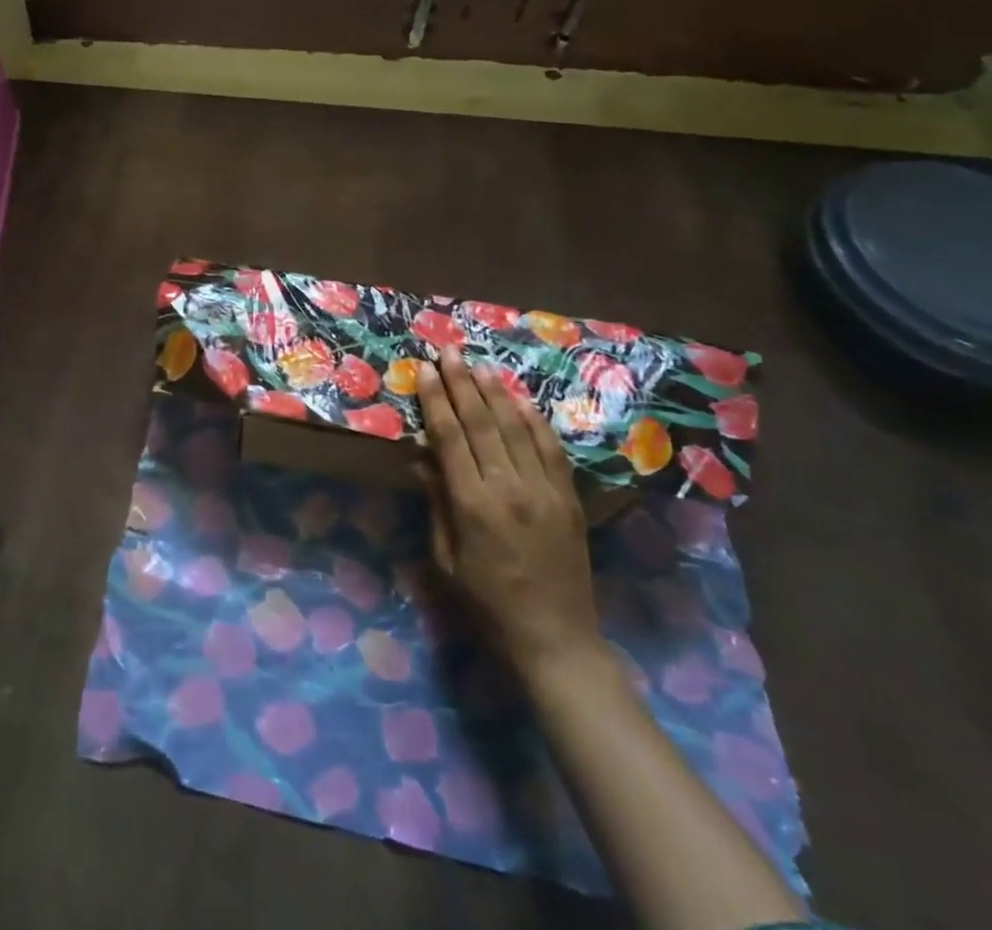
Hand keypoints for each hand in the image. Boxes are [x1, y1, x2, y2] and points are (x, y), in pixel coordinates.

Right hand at [418, 347, 602, 677]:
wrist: (556, 640)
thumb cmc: (487, 604)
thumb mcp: (446, 558)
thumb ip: (436, 501)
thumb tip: (422, 456)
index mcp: (473, 505)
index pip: (450, 437)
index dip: (436, 400)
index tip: (425, 370)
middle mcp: (510, 488)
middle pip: (482, 422)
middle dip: (463, 383)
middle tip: (450, 352)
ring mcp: (545, 491)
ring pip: (517, 428)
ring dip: (497, 392)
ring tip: (480, 365)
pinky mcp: (569, 498)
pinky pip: (551, 449)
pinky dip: (534, 420)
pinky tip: (520, 400)